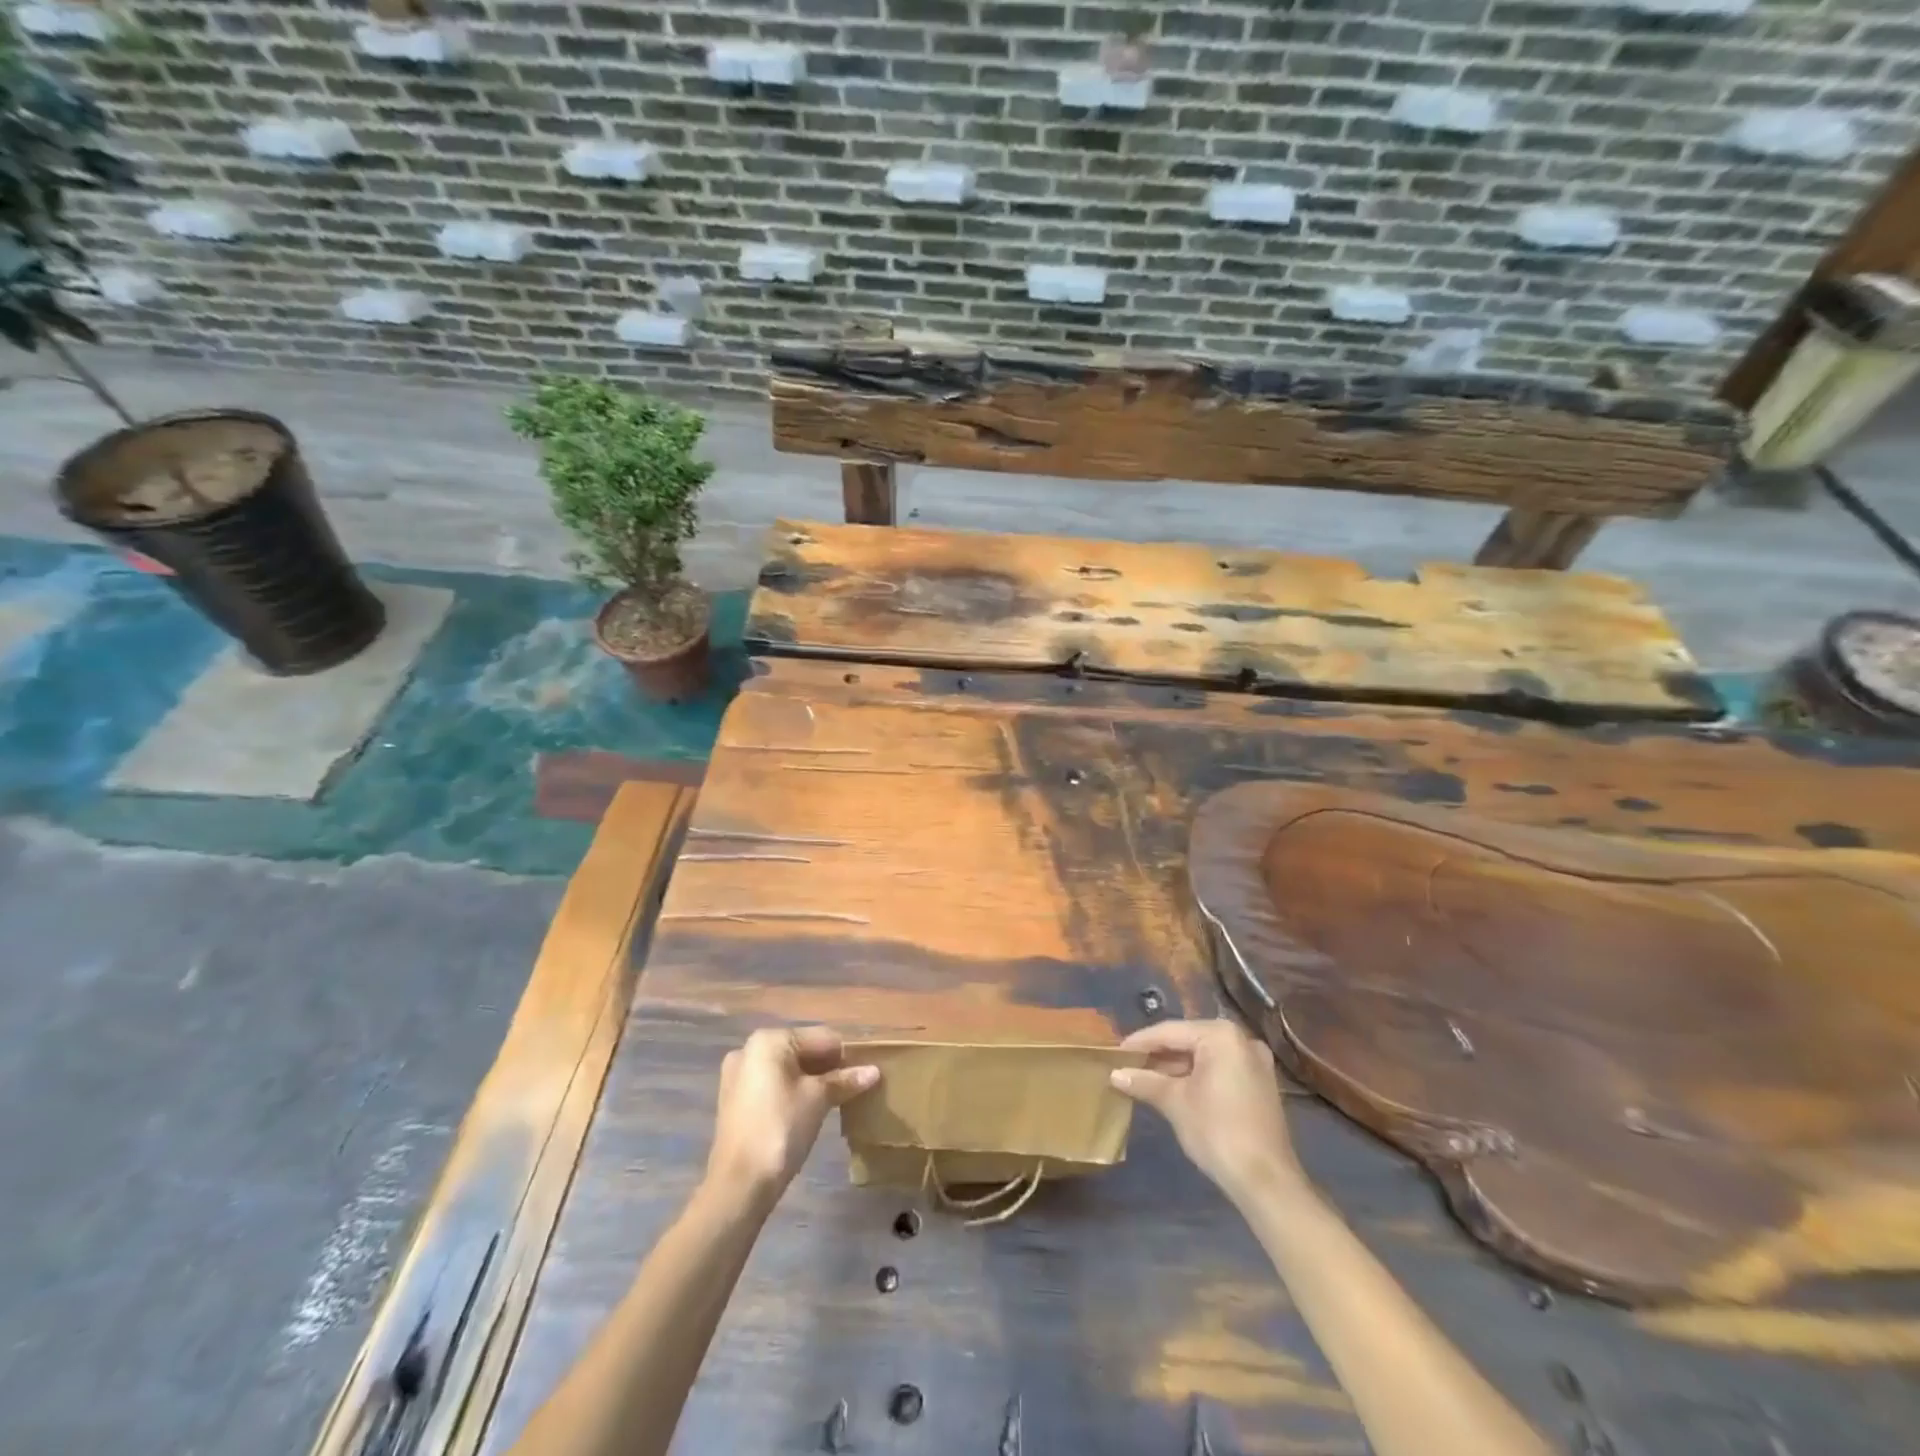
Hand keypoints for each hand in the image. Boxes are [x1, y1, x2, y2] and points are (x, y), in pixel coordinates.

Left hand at [704, 1027, 877, 1207]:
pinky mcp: (734, 1100)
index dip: (845, 1056)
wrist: (739, 1185)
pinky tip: (807, 1111)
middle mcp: (749, 1049)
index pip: (821, 1038)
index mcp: (769, 1040)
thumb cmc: (781, 1129)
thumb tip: (874, 1071)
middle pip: (802, 1050)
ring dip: (812, 1081)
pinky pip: (772, 1085)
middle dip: (828, 1068)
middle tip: (850, 1090)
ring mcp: (738, 1075)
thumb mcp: (818, 1100)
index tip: (862, 1077)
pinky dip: (792, 1092)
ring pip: (787, 1069)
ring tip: (833, 1102)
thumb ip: (845, 1080)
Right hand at [1111, 1018, 1305, 1204]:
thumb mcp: (1175, 1103)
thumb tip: (1115, 1074)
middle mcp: (1241, 1039)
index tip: (1115, 1053)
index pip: (1170, 1032)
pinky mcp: (1259, 1084)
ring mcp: (1254, 1062)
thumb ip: (1144, 1082)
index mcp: (1221, 1035)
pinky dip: (1195, 1076)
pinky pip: (1219, 1069)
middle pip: (1188, 1040)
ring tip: (1143, 1078)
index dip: (1139, 1042)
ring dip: (1175, 1067)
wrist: (1266, 1181)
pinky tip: (1172, 1089)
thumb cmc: (1217, 1131)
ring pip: (1203, 1056)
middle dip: (1157, 1055)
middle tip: (1127, 1065)